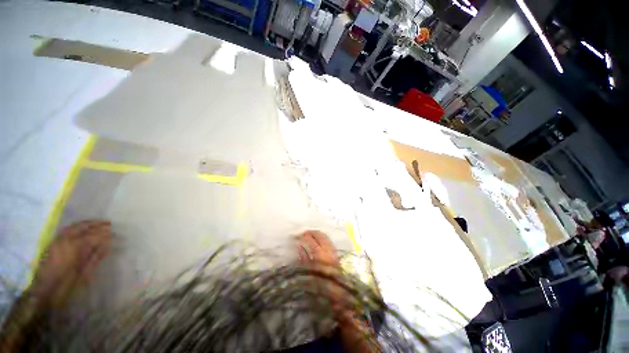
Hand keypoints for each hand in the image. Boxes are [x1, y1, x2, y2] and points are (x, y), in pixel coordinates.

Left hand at [31, 220, 111, 307]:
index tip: (114, 233)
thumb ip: (95, 257)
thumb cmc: (66, 284)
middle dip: (96, 224)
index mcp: (73, 247)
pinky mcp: (52, 244)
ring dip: (86, 224)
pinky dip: (76, 227)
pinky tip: (83, 229)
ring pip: (73, 227)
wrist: (44, 292)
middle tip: (109, 224)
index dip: (104, 234)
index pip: (93, 235)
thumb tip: (107, 245)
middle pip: (82, 227)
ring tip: (98, 223)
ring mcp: (56, 241)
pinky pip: (66, 231)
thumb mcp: (83, 273)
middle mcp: (64, 240)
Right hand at [297, 231, 377, 351]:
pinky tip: (319, 241)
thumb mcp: (308, 272)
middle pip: (319, 235)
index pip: (310, 239)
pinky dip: (323, 238)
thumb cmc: (320, 287)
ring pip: (325, 237)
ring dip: (317, 234)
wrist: (339, 298)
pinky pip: (329, 241)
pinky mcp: (337, 254)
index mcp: (320, 254)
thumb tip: (300, 246)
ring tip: (310, 235)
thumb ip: (303, 258)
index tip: (296, 236)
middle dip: (311, 232)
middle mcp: (328, 250)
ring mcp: (334, 251)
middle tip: (303, 233)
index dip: (303, 236)